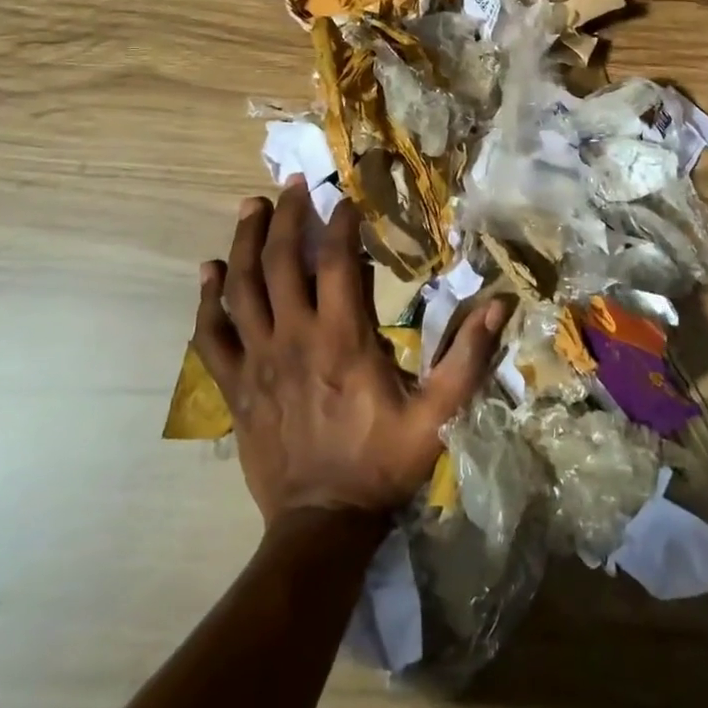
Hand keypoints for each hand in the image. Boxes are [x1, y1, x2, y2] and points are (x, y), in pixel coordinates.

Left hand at [192, 180, 507, 525]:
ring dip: (244, 242)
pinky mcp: (235, 385)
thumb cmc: (382, 463)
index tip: (345, 198)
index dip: (340, 223)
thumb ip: (468, 357)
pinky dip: (207, 301)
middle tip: (291, 183)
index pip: (337, 262)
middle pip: (281, 261)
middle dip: (286, 216)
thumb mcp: (438, 415)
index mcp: (342, 338)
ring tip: (251, 206)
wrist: (322, 524)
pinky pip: (211, 335)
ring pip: (241, 288)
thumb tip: (500, 303)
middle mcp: (294, 337)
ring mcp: (258, 360)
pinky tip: (208, 272)